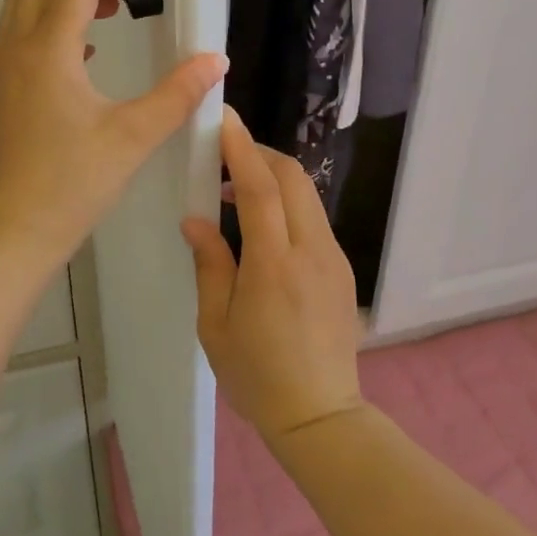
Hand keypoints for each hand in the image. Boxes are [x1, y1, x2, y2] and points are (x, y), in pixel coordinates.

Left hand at [0, 0, 227, 265]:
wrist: (13, 230)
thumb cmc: (73, 182)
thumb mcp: (134, 136)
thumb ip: (177, 94)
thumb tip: (216, 60)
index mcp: (48, 51)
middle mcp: (16, 50)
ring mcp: (0, 72)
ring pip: (22, 9)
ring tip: (103, 16)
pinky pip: (18, 38)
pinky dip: (46, 27)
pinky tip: (83, 57)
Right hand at [182, 107, 364, 443]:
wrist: (320, 416)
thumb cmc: (256, 376)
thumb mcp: (216, 325)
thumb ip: (210, 264)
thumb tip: (195, 219)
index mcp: (274, 266)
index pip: (260, 188)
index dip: (241, 149)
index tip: (224, 119)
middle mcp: (312, 253)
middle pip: (293, 178)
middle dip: (260, 154)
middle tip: (225, 154)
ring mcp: (334, 260)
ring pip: (307, 196)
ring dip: (274, 178)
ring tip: (235, 192)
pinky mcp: (341, 270)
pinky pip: (313, 220)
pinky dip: (287, 204)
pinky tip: (262, 227)